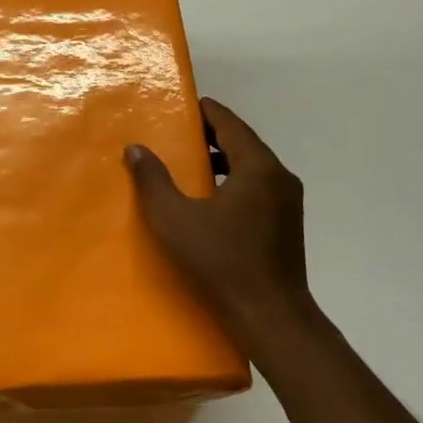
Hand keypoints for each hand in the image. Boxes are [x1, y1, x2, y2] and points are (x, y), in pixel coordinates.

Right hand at [125, 97, 320, 349]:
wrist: (271, 316)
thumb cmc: (221, 262)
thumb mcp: (175, 219)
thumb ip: (153, 180)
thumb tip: (135, 148)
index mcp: (258, 168)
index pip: (231, 124)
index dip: (206, 112)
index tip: (183, 105)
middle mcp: (279, 177)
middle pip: (243, 143)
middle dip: (212, 135)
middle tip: (178, 133)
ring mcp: (288, 202)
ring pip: (252, 166)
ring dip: (223, 159)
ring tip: (190, 162)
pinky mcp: (287, 224)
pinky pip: (258, 187)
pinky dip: (234, 180)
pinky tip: (210, 197)